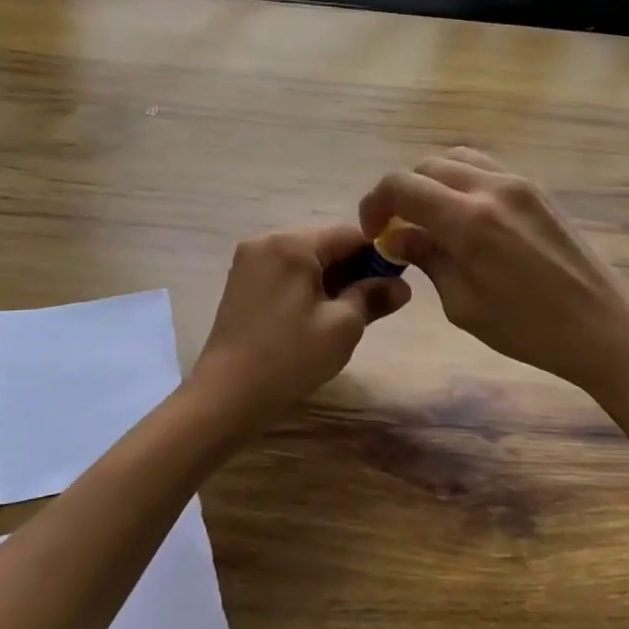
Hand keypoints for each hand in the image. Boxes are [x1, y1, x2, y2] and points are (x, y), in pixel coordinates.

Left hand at [190, 223, 410, 426]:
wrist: (226, 394)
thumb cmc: (290, 357)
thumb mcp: (342, 327)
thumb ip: (373, 297)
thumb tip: (401, 286)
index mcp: (292, 243)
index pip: (349, 234)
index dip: (378, 256)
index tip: (395, 284)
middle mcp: (266, 241)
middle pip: (324, 244)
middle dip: (352, 269)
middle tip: (374, 304)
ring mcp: (248, 261)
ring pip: (304, 260)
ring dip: (329, 280)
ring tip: (345, 315)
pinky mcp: (239, 282)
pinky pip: (283, 273)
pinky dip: (305, 287)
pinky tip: (314, 317)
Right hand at [360, 148, 628, 395]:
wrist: (604, 326)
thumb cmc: (529, 329)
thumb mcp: (463, 304)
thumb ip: (427, 259)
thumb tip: (398, 238)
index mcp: (467, 220)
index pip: (401, 185)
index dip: (375, 204)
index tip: (374, 233)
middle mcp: (491, 188)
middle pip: (426, 166)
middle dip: (402, 192)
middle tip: (398, 229)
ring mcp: (518, 183)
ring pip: (457, 158)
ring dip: (432, 182)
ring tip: (430, 219)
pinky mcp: (537, 189)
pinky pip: (485, 168)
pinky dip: (461, 181)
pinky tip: (464, 217)